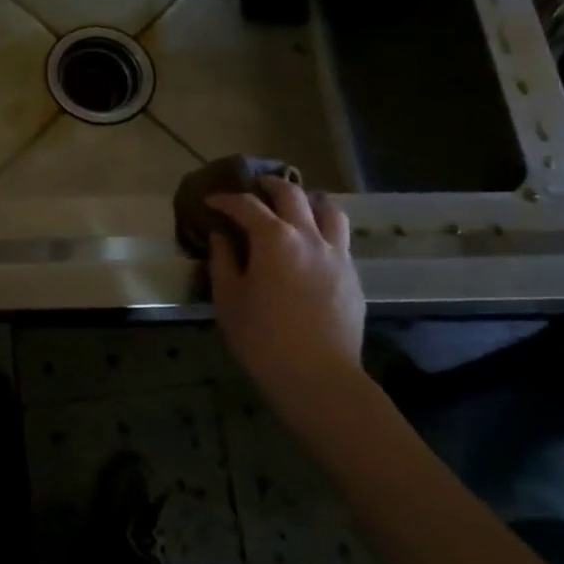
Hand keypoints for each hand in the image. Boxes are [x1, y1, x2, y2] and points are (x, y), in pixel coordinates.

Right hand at [206, 178, 364, 406]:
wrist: (318, 377)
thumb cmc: (263, 338)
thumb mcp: (228, 299)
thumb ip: (223, 260)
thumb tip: (221, 236)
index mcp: (274, 238)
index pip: (246, 205)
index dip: (226, 199)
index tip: (211, 201)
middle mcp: (308, 236)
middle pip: (291, 194)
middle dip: (269, 186)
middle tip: (255, 189)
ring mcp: (336, 254)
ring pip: (328, 209)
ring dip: (308, 201)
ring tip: (296, 208)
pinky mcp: (352, 275)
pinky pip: (339, 239)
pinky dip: (323, 230)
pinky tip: (312, 247)